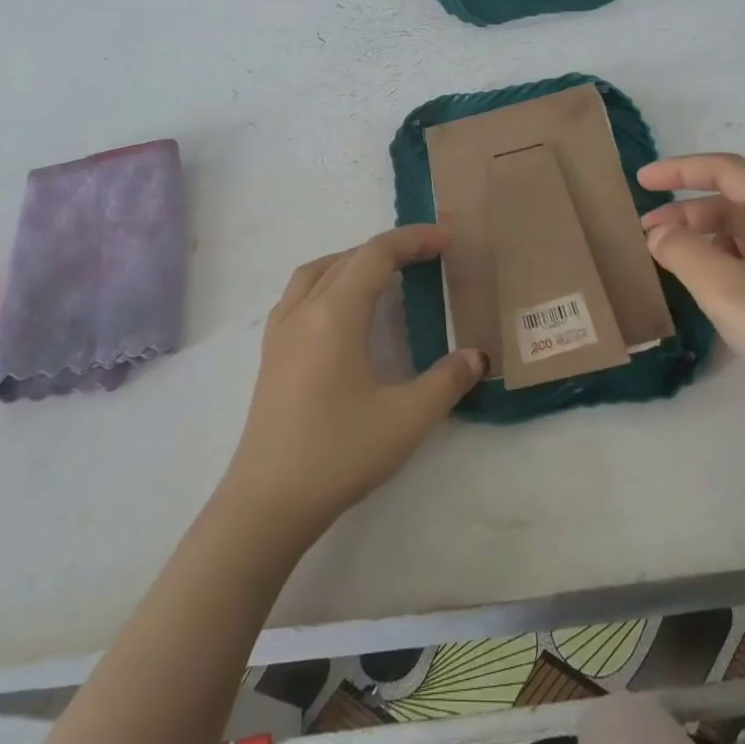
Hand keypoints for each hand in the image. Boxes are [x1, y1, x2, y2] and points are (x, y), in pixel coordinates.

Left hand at [221, 225, 485, 543]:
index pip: (375, 255)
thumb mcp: (406, 420)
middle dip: (389, 249)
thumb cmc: (338, 454)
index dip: (413, 240)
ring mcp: (279, 333)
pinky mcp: (270, 355)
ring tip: (384, 274)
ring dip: (353, 261)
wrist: (268, 503)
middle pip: (347, 258)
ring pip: (316, 272)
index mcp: (333, 316)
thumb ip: (446, 381)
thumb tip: (476, 356)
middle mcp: (302, 312)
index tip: (447, 240)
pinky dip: (327, 282)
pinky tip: (342, 312)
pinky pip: (299, 295)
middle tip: (428, 256)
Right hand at [638, 154, 744, 449]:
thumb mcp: (726, 288)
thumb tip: (660, 235)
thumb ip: (683, 251)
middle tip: (644, 234)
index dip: (680, 169)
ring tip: (665, 259)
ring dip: (700, 238)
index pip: (727, 171)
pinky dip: (718, 263)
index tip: (641, 181)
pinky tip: (700, 286)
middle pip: (733, 201)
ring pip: (741, 234)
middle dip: (685, 210)